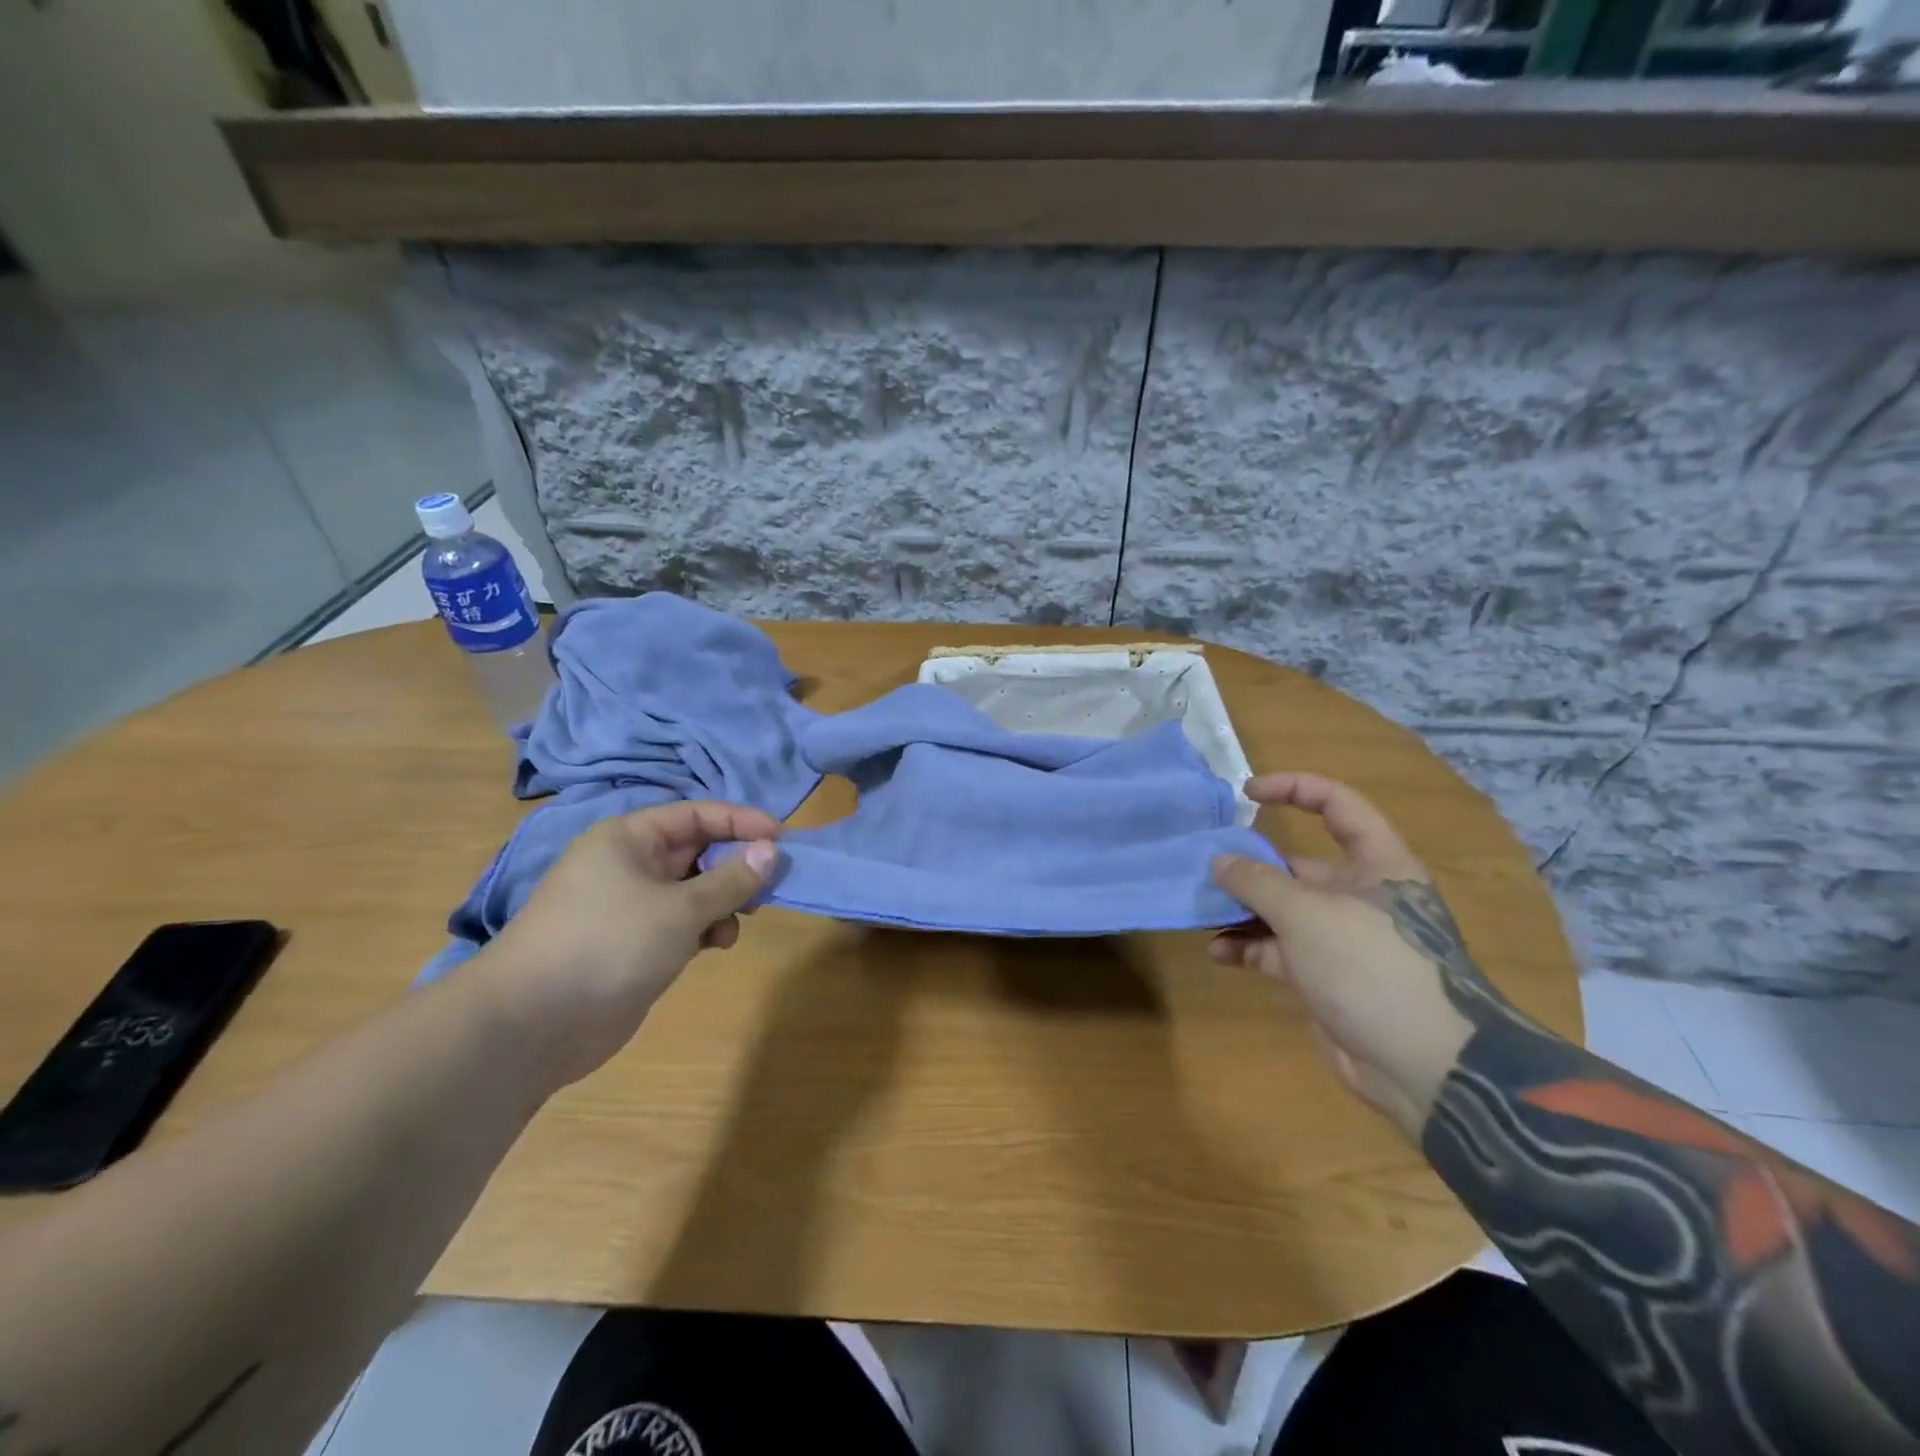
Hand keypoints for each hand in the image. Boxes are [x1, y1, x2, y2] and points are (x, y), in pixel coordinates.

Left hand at [475, 801, 780, 1087]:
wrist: (532, 1024)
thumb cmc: (609, 944)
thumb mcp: (681, 908)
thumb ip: (732, 879)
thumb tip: (772, 851)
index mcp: (629, 839)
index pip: (697, 814)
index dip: (741, 822)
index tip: (782, 839)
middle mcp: (629, 864)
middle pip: (697, 850)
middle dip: (736, 865)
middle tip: (771, 885)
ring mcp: (629, 906)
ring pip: (693, 889)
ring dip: (723, 901)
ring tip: (742, 920)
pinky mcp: (633, 943)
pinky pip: (681, 922)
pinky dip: (705, 928)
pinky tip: (717, 945)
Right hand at [1210, 773, 1508, 1139]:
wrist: (1425, 1066)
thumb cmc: (1371, 966)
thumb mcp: (1307, 913)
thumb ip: (1257, 881)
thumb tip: (1220, 861)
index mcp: (1376, 863)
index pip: (1337, 805)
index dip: (1293, 789)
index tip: (1246, 794)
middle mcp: (1361, 895)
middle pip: (1298, 863)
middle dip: (1251, 864)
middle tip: (1206, 868)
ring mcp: (1343, 938)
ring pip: (1283, 909)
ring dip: (1243, 909)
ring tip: (1202, 909)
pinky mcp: (1326, 976)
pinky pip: (1278, 950)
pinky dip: (1249, 947)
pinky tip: (1218, 952)